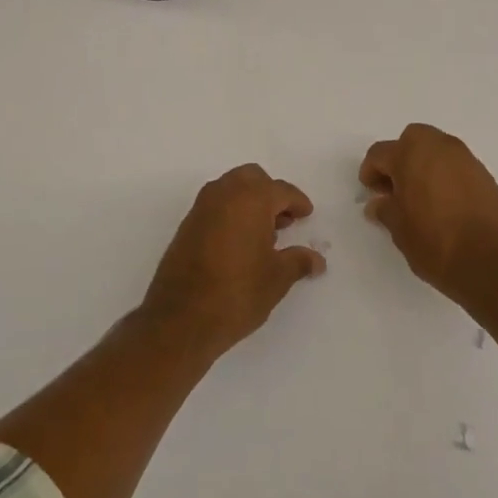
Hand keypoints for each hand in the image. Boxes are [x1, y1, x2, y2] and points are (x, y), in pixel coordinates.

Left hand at [141, 164, 326, 357]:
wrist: (180, 319)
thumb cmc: (237, 293)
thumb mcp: (277, 279)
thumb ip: (298, 261)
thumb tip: (316, 259)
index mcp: (251, 198)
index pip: (281, 190)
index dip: (297, 202)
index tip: (306, 214)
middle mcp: (224, 194)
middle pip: (252, 178)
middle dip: (270, 194)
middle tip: (284, 221)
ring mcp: (201, 208)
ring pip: (231, 189)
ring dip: (249, 201)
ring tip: (264, 234)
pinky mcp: (186, 225)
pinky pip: (215, 206)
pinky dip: (231, 213)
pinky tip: (240, 243)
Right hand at [360, 124, 497, 304]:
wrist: (493, 265)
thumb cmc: (436, 243)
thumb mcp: (399, 230)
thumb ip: (385, 210)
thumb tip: (379, 203)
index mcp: (412, 154)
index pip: (380, 153)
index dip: (370, 172)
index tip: (371, 193)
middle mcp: (440, 147)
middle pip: (412, 140)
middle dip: (400, 159)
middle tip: (395, 189)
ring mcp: (467, 160)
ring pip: (437, 151)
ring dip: (424, 166)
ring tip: (420, 199)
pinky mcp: (486, 176)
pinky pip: (457, 167)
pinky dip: (446, 177)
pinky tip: (444, 205)